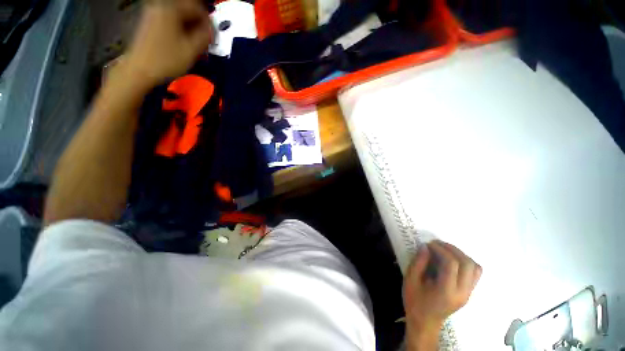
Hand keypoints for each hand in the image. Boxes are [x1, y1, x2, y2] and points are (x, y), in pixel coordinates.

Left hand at [124, 0, 213, 86]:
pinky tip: (184, 44)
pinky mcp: (150, 23)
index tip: (213, 36)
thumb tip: (212, 29)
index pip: (198, 8)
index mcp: (171, 8)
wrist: (139, 69)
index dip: (209, 22)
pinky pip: (171, 22)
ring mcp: (153, 14)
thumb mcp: (192, 49)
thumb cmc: (166, 60)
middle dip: (199, 25)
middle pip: (188, 10)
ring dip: (191, 29)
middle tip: (205, 41)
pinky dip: (181, 31)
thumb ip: (205, 36)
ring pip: (180, 17)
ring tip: (196, 45)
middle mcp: (161, 6)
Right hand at [403, 240, 481, 349]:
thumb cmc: (415, 302)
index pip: (452, 264)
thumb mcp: (410, 280)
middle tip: (437, 244)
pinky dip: (465, 262)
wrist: (425, 323)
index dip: (441, 249)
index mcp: (446, 291)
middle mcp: (462, 292)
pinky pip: (475, 273)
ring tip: (445, 250)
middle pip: (467, 264)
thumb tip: (426, 247)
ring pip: (475, 268)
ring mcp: (468, 293)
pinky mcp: (468, 293)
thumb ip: (418, 262)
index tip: (429, 244)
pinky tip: (451, 260)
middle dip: (452, 249)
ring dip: (461, 254)